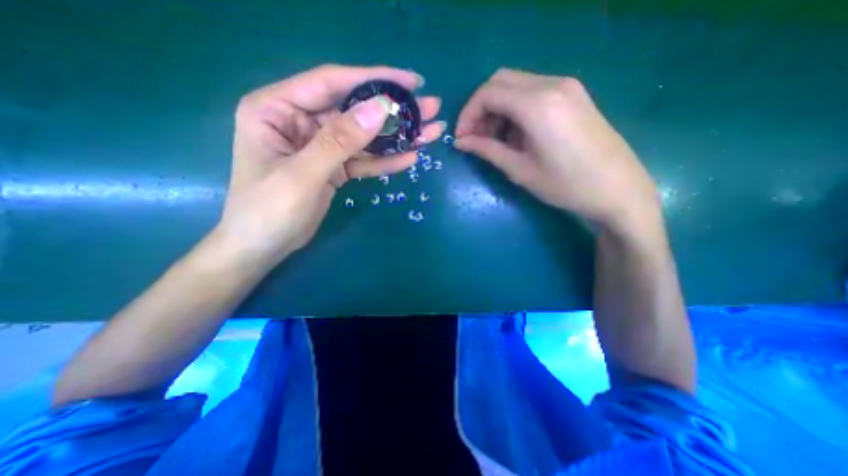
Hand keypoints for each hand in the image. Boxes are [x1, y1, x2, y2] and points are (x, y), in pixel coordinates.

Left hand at [216, 64, 444, 264]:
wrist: (263, 248)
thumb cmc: (268, 211)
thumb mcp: (303, 174)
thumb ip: (340, 141)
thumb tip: (380, 108)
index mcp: (278, 108)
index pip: (332, 83)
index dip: (373, 79)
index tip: (411, 82)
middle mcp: (301, 121)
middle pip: (355, 111)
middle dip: (394, 110)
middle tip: (430, 108)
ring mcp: (321, 146)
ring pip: (364, 137)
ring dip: (396, 137)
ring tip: (430, 133)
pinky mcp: (334, 168)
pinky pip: (363, 160)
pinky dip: (385, 161)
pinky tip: (410, 157)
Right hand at [457, 67, 662, 234]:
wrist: (618, 190)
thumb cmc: (566, 186)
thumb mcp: (520, 170)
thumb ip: (487, 151)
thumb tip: (461, 142)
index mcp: (537, 104)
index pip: (488, 93)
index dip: (467, 114)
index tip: (461, 138)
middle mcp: (552, 85)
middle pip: (500, 81)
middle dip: (480, 108)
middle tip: (475, 138)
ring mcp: (567, 87)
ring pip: (516, 85)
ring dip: (498, 109)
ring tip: (495, 141)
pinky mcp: (574, 96)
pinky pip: (533, 92)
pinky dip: (515, 109)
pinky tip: (517, 135)